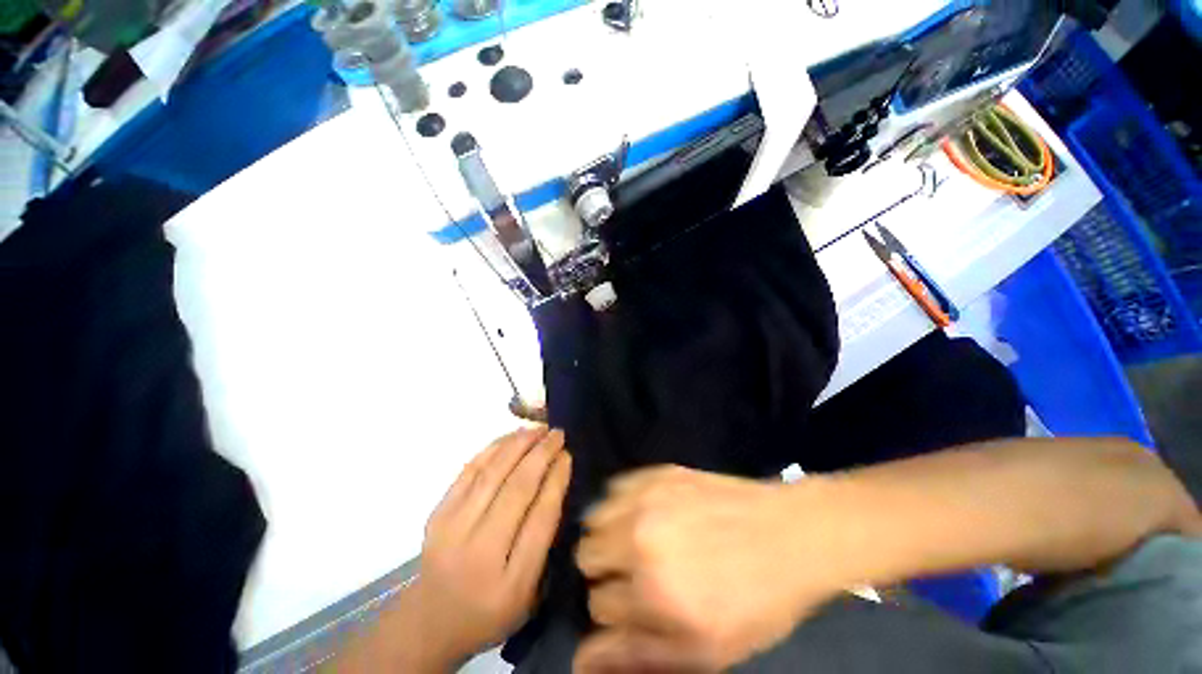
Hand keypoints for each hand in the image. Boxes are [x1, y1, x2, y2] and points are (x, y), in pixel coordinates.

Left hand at [334, 427, 571, 672]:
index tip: (568, 455)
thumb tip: (556, 482)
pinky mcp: (437, 514)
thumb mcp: (530, 592)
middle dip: (542, 454)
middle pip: (517, 489)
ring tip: (538, 429)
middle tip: (558, 433)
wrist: (432, 620)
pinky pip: (469, 470)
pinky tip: (511, 437)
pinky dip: (493, 448)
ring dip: (519, 444)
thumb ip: (545, 541)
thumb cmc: (491, 609)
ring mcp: (452, 529)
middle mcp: (479, 552)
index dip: (557, 479)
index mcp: (511, 581)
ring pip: (493, 473)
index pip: (541, 517)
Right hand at [574, 466, 838, 672]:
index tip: (639, 608)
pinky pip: (615, 490)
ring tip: (638, 542)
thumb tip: (580, 661)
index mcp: (653, 595)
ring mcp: (647, 499)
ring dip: (610, 536)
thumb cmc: (756, 602)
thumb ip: (638, 657)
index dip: (619, 613)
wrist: (790, 534)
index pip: (598, 608)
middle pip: (586, 557)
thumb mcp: (706, 652)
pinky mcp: (656, 473)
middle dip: (608, 573)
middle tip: (638, 574)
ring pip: (594, 521)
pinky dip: (622, 506)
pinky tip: (645, 514)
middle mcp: (640, 541)